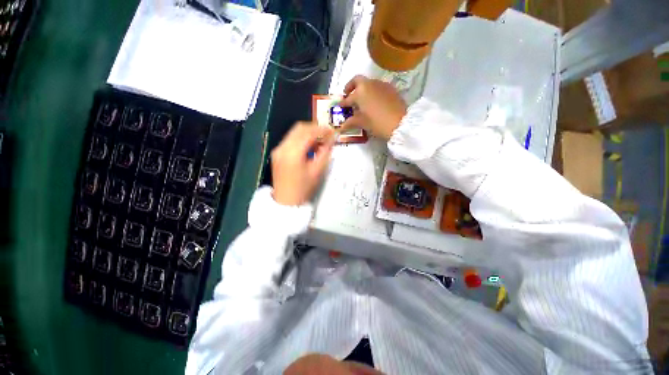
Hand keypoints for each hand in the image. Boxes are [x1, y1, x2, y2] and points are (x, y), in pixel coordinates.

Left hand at [271, 122, 335, 205]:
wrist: (286, 202)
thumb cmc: (304, 189)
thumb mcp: (317, 171)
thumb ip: (325, 152)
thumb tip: (332, 139)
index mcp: (293, 152)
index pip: (309, 133)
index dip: (322, 130)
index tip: (332, 131)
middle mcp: (283, 147)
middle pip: (299, 128)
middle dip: (314, 129)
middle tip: (326, 135)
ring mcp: (278, 149)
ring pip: (294, 132)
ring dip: (308, 134)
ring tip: (319, 142)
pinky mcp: (277, 153)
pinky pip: (290, 140)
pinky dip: (301, 139)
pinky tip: (309, 147)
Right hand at [338, 75, 407, 140]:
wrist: (400, 123)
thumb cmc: (377, 123)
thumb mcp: (362, 123)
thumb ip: (351, 122)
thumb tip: (342, 126)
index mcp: (360, 92)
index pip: (348, 98)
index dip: (343, 103)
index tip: (340, 106)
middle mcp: (370, 84)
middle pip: (357, 81)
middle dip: (351, 87)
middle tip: (348, 95)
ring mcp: (381, 84)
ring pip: (369, 83)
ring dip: (363, 89)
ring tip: (362, 101)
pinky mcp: (391, 88)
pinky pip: (378, 87)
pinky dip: (373, 92)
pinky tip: (374, 102)